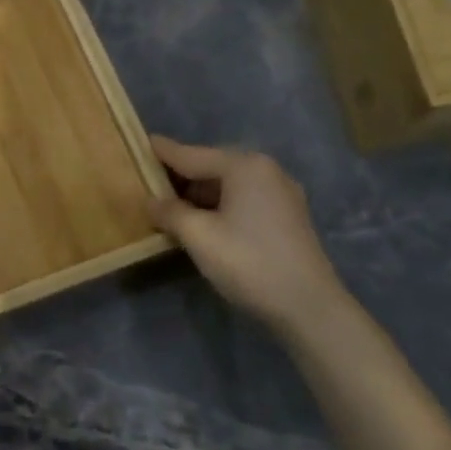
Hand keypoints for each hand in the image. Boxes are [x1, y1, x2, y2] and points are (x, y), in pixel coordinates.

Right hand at [149, 136, 349, 332]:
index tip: (141, 142)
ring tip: (170, 205)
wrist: (309, 307)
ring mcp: (282, 193)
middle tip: (149, 182)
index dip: (163, 152)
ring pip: (229, 185)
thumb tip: (150, 201)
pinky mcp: (288, 216)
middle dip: (181, 176)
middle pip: (212, 166)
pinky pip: (244, 199)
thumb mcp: (199, 237)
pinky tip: (204, 220)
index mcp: (244, 166)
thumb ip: (170, 212)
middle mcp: (266, 170)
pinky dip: (221, 205)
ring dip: (200, 194)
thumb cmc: (249, 263)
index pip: (192, 155)